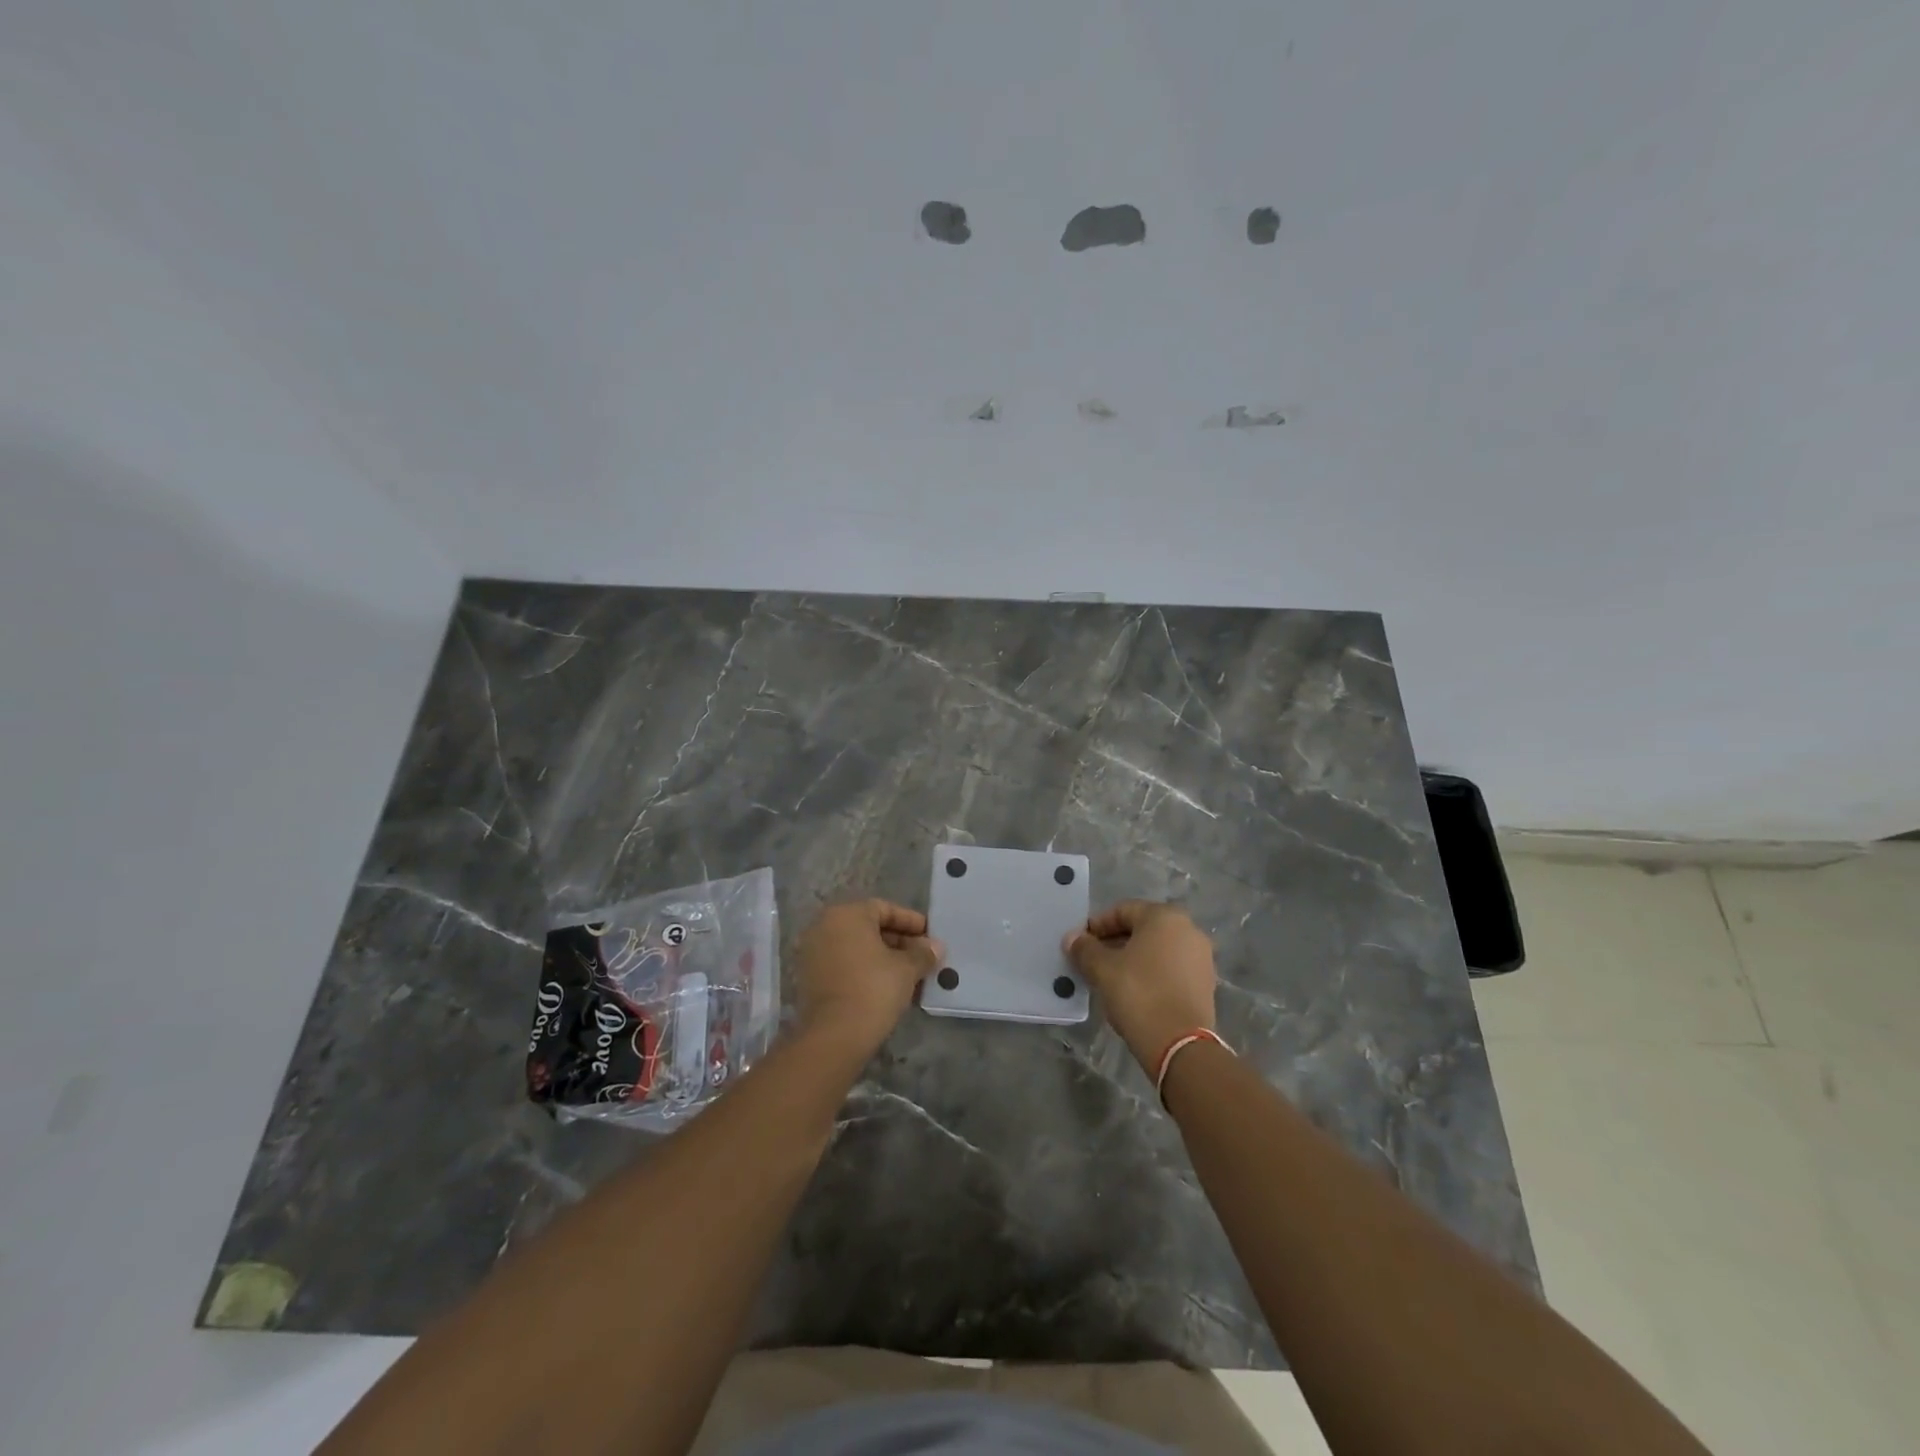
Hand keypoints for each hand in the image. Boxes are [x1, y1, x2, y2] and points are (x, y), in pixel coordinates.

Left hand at [793, 899, 944, 1052]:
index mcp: (846, 914)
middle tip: (922, 956)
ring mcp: (812, 952)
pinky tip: (887, 986)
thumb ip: (922, 953)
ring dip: (882, 957)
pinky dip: (864, 970)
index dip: (911, 922)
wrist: (834, 1036)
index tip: (930, 936)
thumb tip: (935, 947)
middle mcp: (824, 926)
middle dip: (898, 941)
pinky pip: (843, 964)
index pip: (884, 909)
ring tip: (909, 974)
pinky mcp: (809, 978)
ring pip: (856, 947)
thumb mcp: (907, 969)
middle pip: (868, 927)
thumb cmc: (873, 989)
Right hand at [1065, 900, 1217, 1070]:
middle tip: (1091, 961)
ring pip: (1157, 950)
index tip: (1079, 944)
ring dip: (1131, 959)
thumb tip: (1072, 938)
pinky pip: (1170, 968)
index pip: (1122, 911)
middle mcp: (1188, 930)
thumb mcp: (1102, 969)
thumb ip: (1084, 949)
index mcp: (1165, 916)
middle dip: (1114, 942)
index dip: (1096, 926)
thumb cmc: (1138, 994)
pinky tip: (1133, 992)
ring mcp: (1201, 957)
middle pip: (1141, 929)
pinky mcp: (1205, 983)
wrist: (1180, 1045)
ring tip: (1109, 978)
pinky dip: (1150, 973)